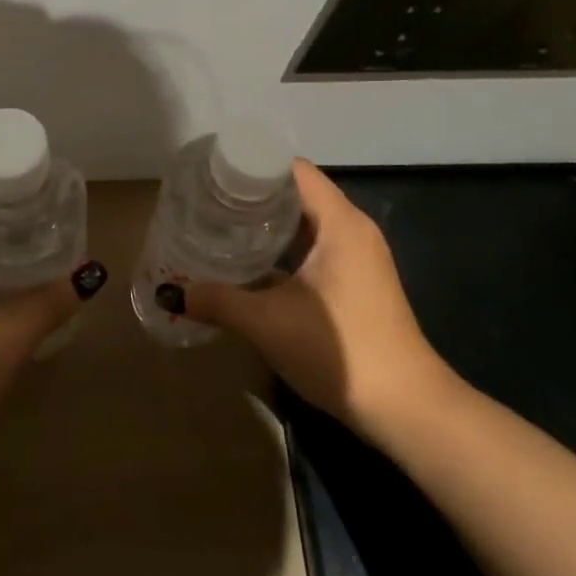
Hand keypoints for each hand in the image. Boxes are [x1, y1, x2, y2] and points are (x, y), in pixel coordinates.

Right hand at [178, 160, 453, 439]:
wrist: (406, 408)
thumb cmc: (340, 350)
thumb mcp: (268, 323)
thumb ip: (218, 301)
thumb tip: (170, 292)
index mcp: (340, 223)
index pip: (293, 170)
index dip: (253, 166)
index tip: (214, 174)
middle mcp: (353, 230)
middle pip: (298, 193)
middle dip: (253, 196)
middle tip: (208, 202)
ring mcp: (358, 257)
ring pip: (306, 224)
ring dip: (267, 224)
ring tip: (221, 227)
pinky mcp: (357, 282)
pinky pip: (315, 248)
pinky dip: (284, 249)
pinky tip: (251, 265)